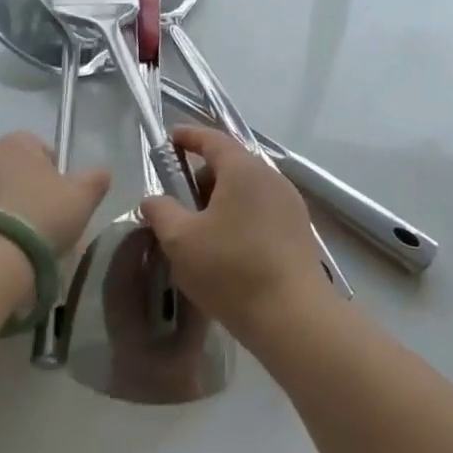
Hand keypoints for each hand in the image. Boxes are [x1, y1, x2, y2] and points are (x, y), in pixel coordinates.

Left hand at [0, 131, 108, 258]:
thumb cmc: (41, 217)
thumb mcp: (82, 197)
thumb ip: (96, 179)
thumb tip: (101, 173)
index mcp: (16, 143)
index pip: (39, 147)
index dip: (54, 171)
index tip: (61, 198)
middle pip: (13, 169)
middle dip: (26, 189)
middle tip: (43, 220)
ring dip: (3, 207)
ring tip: (18, 239)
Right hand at [138, 125, 331, 339]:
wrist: (293, 315)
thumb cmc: (231, 269)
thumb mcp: (181, 241)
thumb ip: (161, 213)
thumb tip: (152, 200)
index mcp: (243, 169)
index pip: (213, 139)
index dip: (190, 136)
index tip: (172, 138)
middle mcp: (271, 177)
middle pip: (232, 164)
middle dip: (203, 176)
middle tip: (180, 200)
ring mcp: (290, 203)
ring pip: (248, 189)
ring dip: (222, 200)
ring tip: (202, 230)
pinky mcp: (299, 230)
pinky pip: (263, 210)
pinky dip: (241, 217)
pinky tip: (229, 248)